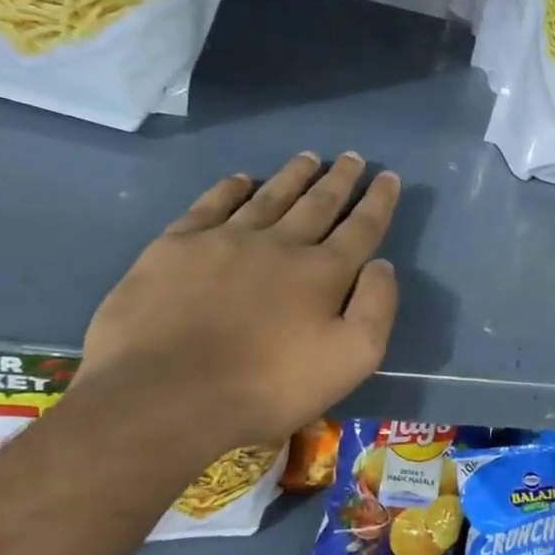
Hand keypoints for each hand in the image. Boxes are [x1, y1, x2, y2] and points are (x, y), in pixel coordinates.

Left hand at [76, 152, 399, 458]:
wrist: (165, 397)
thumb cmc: (269, 387)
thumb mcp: (352, 360)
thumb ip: (377, 308)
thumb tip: (382, 264)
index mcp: (323, 272)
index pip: (361, 227)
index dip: (378, 201)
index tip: (388, 177)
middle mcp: (280, 243)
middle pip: (317, 203)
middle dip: (340, 179)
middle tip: (353, 157)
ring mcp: (225, 239)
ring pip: (269, 196)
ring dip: (293, 175)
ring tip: (309, 157)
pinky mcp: (176, 247)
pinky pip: (211, 205)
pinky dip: (230, 188)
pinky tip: (240, 179)